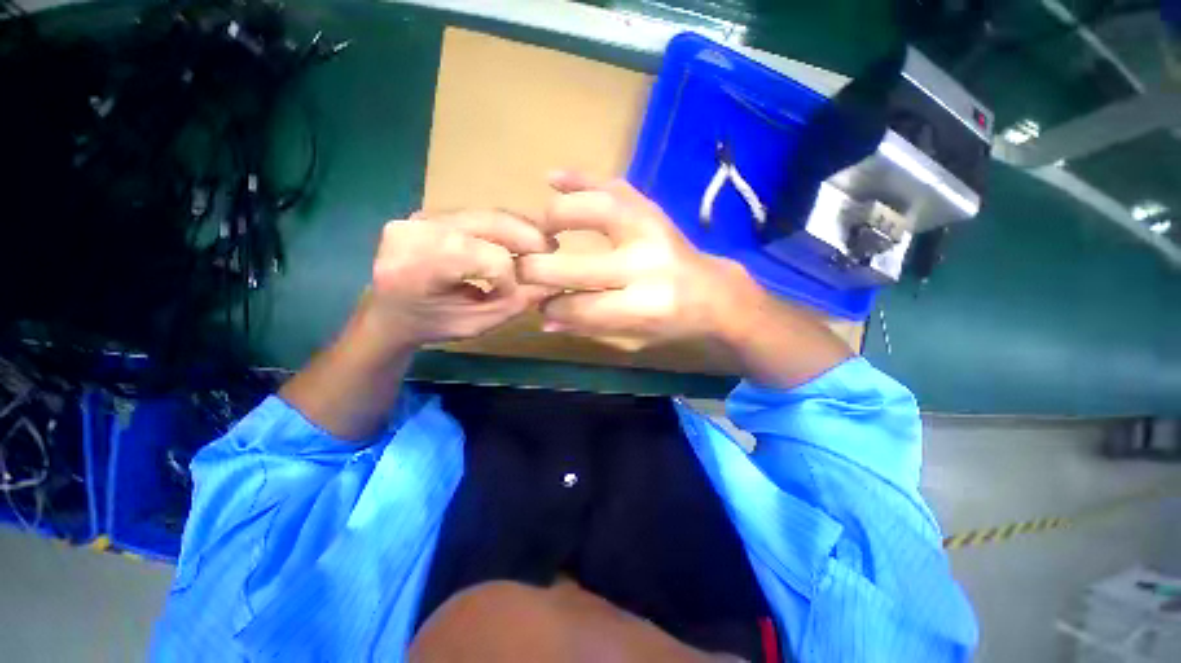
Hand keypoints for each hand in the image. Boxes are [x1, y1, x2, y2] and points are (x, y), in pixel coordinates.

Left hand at [365, 209, 552, 349]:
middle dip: (526, 237)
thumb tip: (555, 285)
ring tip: (541, 244)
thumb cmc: (431, 325)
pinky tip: (519, 238)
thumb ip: (515, 304)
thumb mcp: (476, 324)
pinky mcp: (430, 212)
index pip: (483, 257)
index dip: (509, 276)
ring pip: (485, 214)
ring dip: (519, 228)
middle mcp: (414, 230)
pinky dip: (503, 227)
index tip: (514, 294)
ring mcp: (419, 216)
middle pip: (486, 224)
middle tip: (552, 249)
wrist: (389, 312)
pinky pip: (477, 215)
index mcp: (416, 267)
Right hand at [518, 172, 851, 386]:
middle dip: (540, 269)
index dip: (553, 306)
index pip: (582, 307)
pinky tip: (553, 177)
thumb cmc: (675, 322)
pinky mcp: (653, 210)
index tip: (538, 303)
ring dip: (558, 215)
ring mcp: (653, 230)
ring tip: (539, 225)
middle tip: (521, 267)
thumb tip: (544, 318)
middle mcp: (648, 265)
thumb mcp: (635, 335)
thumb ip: (589, 325)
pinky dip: (582, 179)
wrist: (714, 292)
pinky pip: (614, 187)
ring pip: (597, 211)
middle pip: (580, 266)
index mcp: (646, 306)